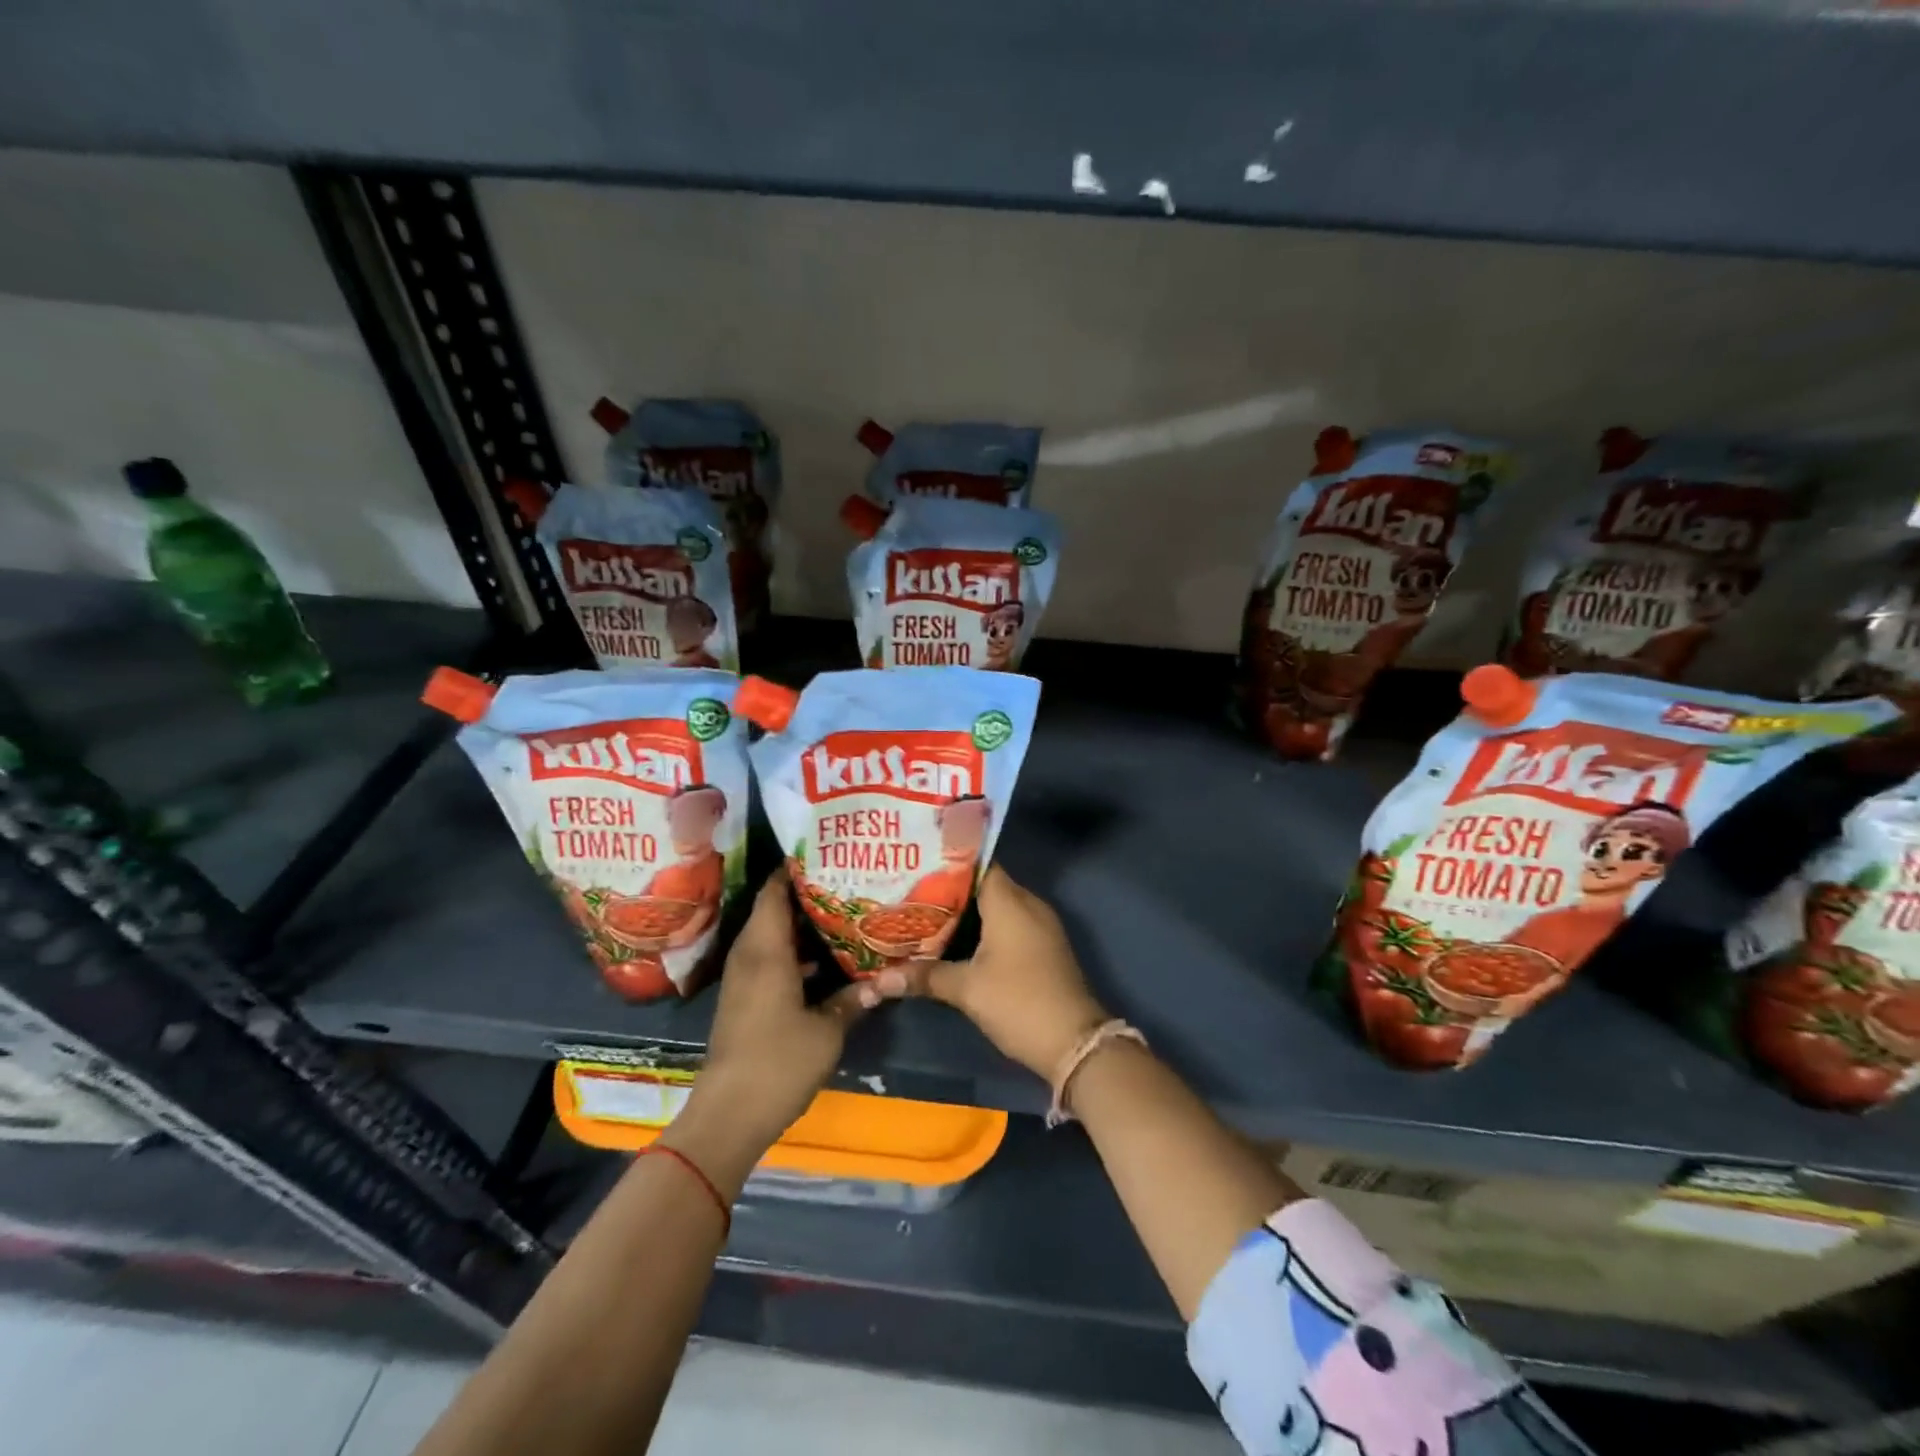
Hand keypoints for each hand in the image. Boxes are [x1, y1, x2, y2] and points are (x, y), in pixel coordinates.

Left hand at [679, 869, 865, 1156]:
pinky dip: (791, 950)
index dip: (794, 869)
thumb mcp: (827, 1031)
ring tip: (839, 911)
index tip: (825, 853)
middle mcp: (749, 955)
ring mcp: (742, 978)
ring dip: (798, 923)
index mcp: (766, 950)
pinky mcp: (743, 999)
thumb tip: (884, 980)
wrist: (728, 1114)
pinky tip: (822, 960)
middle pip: (772, 908)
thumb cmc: (778, 1062)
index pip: (773, 892)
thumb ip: (854, 999)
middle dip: (803, 892)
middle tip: (843, 879)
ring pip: (770, 935)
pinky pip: (767, 958)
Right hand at [863, 866, 1107, 1080]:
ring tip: (923, 911)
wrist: (1075, 1044)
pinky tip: (953, 940)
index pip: (978, 863)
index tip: (916, 860)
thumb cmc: (1019, 1002)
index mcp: (1010, 901)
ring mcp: (1039, 926)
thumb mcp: (967, 990)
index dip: (948, 860)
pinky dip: (982, 927)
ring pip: (996, 905)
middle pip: (984, 883)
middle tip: (909, 888)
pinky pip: (1008, 923)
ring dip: (965, 910)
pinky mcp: (1042, 947)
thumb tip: (879, 979)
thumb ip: (924, 976)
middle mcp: (1028, 904)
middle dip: (949, 886)